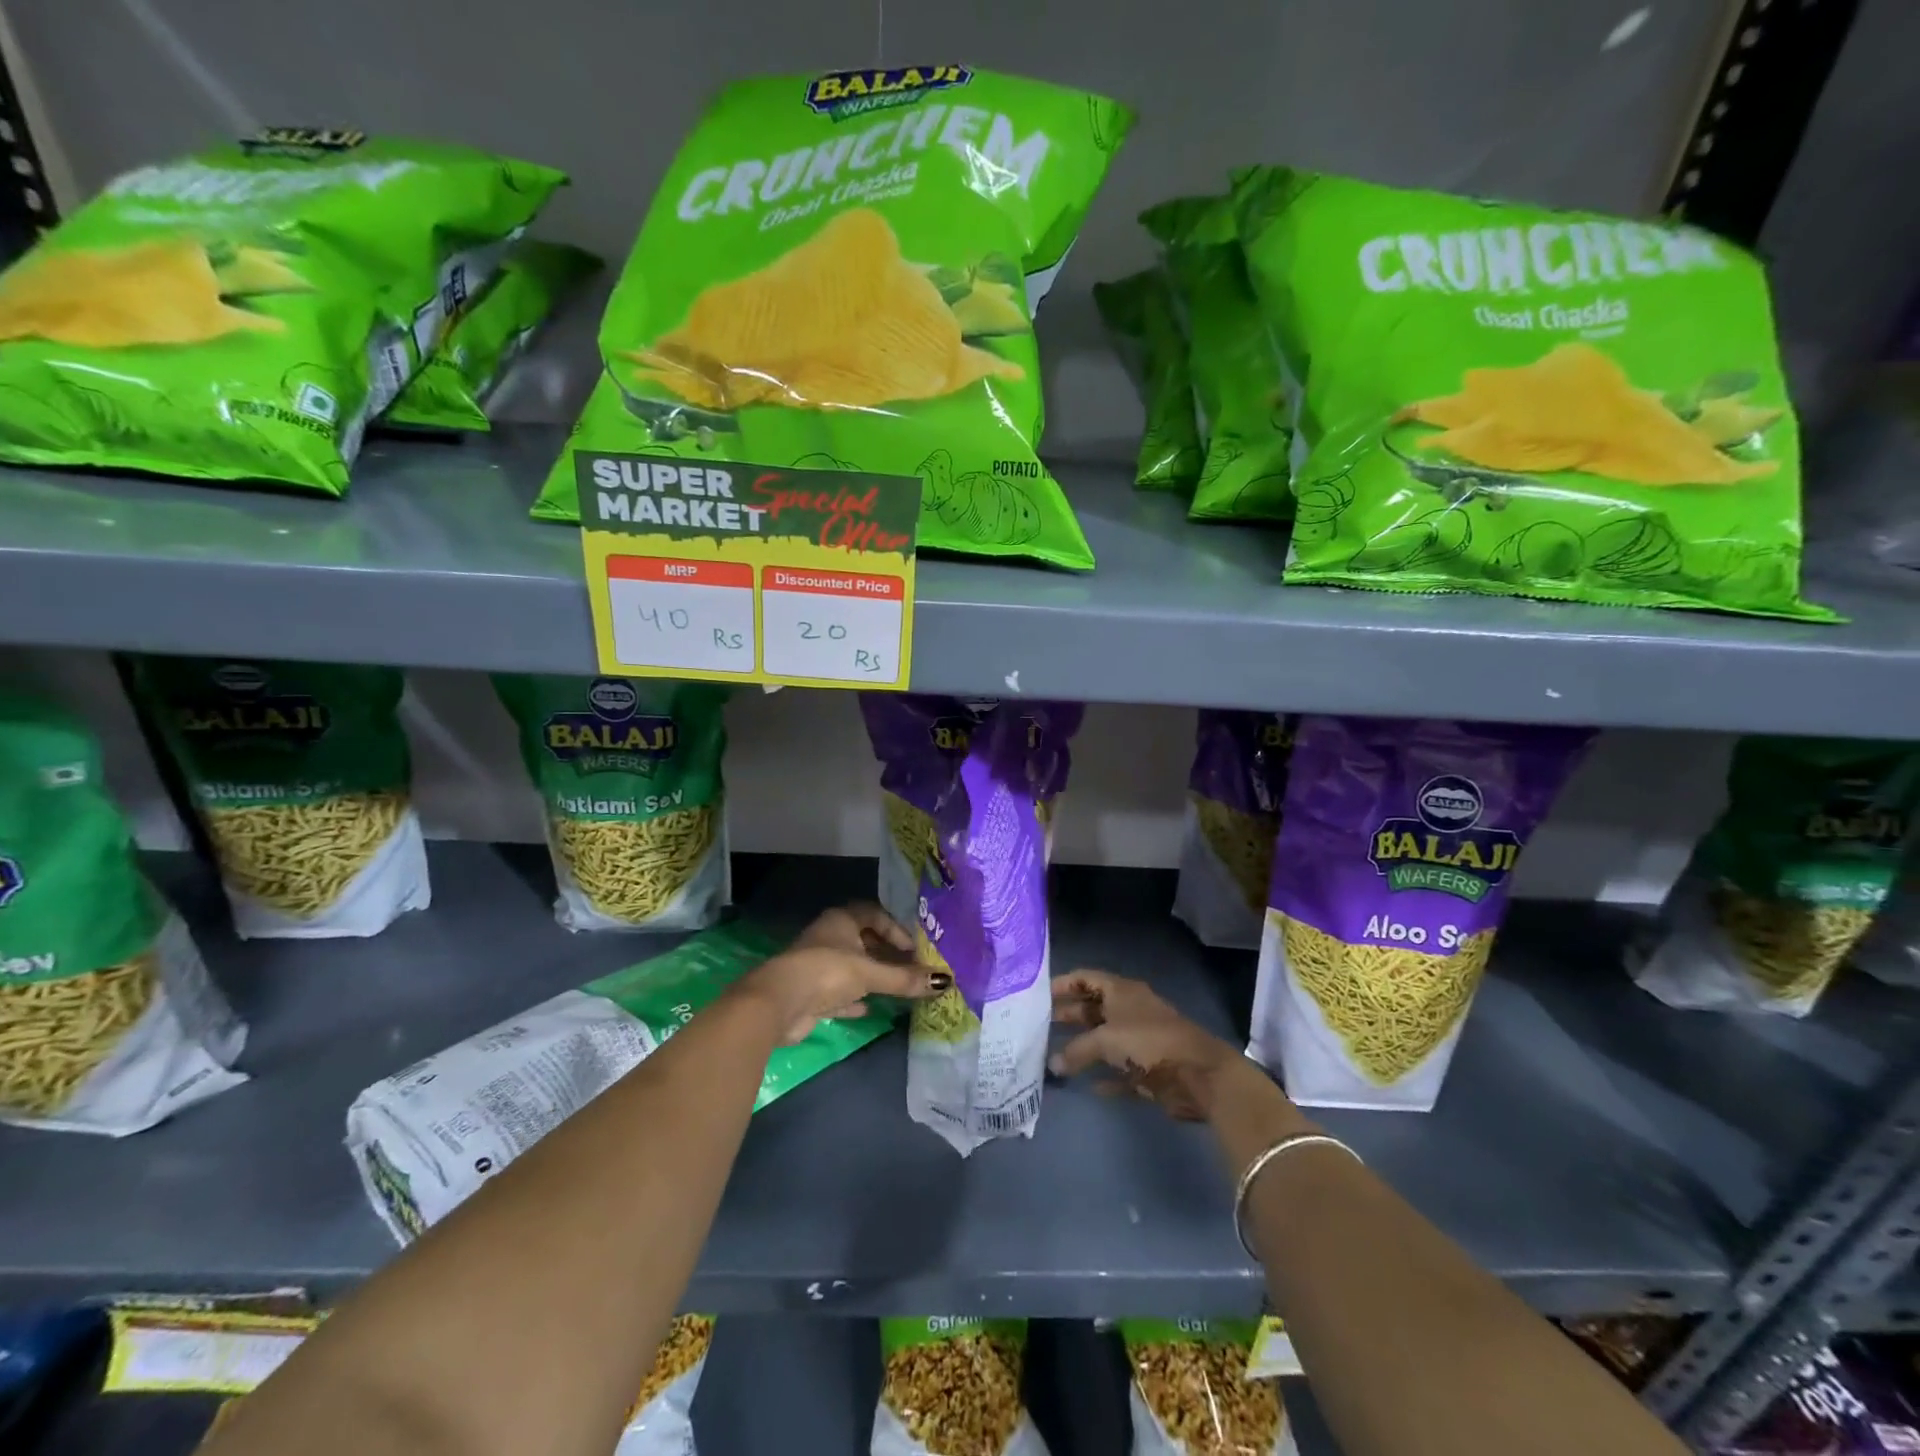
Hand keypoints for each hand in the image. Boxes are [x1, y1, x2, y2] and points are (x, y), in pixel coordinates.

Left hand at [739, 903, 948, 1044]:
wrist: (778, 1004)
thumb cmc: (827, 973)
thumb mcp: (870, 974)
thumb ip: (904, 979)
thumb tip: (944, 981)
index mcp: (840, 920)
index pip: (873, 914)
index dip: (895, 928)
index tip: (913, 948)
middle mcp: (828, 938)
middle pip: (862, 941)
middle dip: (886, 954)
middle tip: (910, 968)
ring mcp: (817, 965)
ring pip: (850, 967)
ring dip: (871, 976)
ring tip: (896, 988)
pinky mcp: (809, 993)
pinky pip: (837, 992)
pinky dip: (853, 999)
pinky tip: (868, 1009)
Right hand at [1048, 969, 1257, 1120]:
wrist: (1198, 1073)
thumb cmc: (1148, 1042)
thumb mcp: (1106, 1040)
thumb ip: (1076, 1050)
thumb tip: (1052, 1064)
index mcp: (1121, 990)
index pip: (1086, 978)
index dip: (1063, 984)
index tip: (1037, 995)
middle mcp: (1129, 1010)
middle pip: (1093, 1007)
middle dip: (1068, 1015)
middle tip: (1039, 1025)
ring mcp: (1140, 1039)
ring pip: (1105, 1039)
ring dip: (1083, 1046)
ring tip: (1053, 1054)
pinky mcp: (1149, 1068)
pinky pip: (1120, 1070)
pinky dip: (1104, 1075)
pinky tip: (1086, 1084)